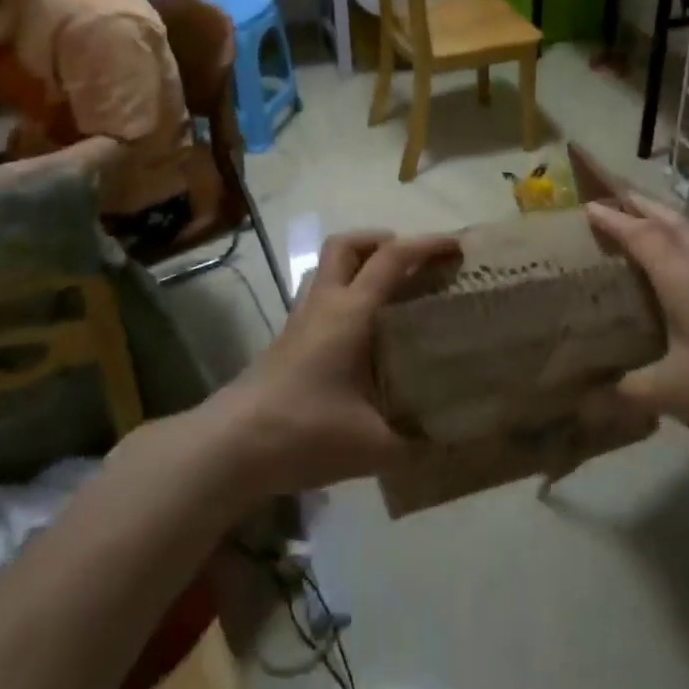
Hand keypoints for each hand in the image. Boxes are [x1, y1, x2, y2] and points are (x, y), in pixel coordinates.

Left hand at [211, 230, 460, 496]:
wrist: (232, 448)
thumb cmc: (305, 432)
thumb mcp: (372, 445)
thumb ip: (416, 442)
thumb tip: (453, 442)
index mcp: (351, 313)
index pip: (392, 259)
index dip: (426, 245)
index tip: (456, 246)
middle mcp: (324, 305)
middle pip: (346, 244)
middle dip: (380, 240)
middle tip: (410, 262)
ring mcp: (300, 320)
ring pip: (327, 268)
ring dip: (357, 264)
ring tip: (387, 291)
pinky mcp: (286, 340)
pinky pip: (319, 298)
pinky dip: (344, 295)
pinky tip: (359, 333)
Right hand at [586, 195, 688, 451]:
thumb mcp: (672, 392)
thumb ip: (630, 389)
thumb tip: (596, 394)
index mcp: (681, 278)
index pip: (641, 236)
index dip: (613, 220)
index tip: (587, 207)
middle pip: (671, 222)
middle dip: (642, 205)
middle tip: (615, 200)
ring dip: (663, 222)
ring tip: (639, 225)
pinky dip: (678, 247)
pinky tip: (672, 271)